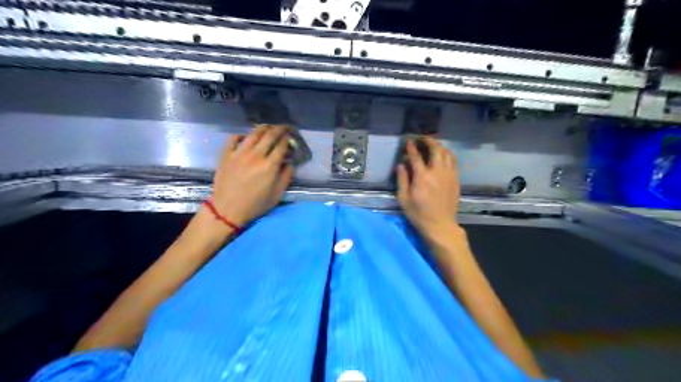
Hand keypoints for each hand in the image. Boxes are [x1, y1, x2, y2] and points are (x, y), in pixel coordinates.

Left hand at [210, 125, 295, 227]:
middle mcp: (256, 155)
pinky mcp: (227, 154)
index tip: (291, 137)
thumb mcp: (277, 194)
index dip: (288, 139)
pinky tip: (245, 137)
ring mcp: (239, 153)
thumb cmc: (255, 204)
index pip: (282, 145)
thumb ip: (286, 177)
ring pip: (253, 134)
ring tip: (268, 128)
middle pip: (270, 135)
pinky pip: (234, 138)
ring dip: (263, 128)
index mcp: (270, 165)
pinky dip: (242, 135)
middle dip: (279, 129)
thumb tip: (290, 163)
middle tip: (284, 127)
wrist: (227, 209)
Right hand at [398, 136, 459, 233]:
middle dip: (429, 141)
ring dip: (439, 147)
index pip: (416, 156)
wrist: (440, 225)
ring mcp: (449, 175)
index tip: (408, 142)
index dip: (411, 148)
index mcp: (422, 177)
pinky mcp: (455, 180)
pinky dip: (447, 155)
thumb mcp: (404, 199)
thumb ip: (402, 180)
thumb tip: (401, 165)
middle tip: (422, 139)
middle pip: (436, 149)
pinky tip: (442, 158)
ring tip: (433, 146)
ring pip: (447, 153)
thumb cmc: (419, 214)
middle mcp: (437, 172)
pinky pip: (453, 162)